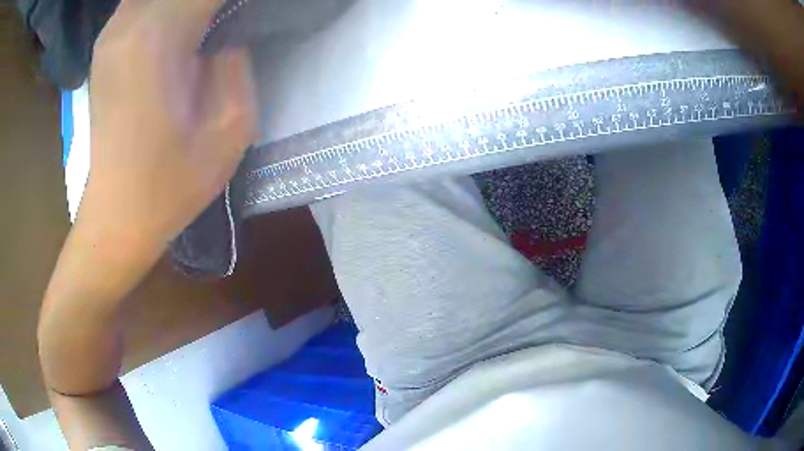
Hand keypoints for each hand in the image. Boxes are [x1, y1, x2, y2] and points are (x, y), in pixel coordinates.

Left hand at [38, 0, 255, 447]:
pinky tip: (181, 23)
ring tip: (209, 21)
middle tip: (232, 18)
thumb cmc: (171, 186)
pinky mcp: (106, 46)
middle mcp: (129, 23)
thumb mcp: (231, 129)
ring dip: (188, 4)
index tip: (251, 13)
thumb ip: (237, 63)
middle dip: (211, 1)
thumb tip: (225, 37)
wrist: (116, 218)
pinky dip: (166, 7)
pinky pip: (143, 2)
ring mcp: (112, 34)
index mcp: (158, 38)